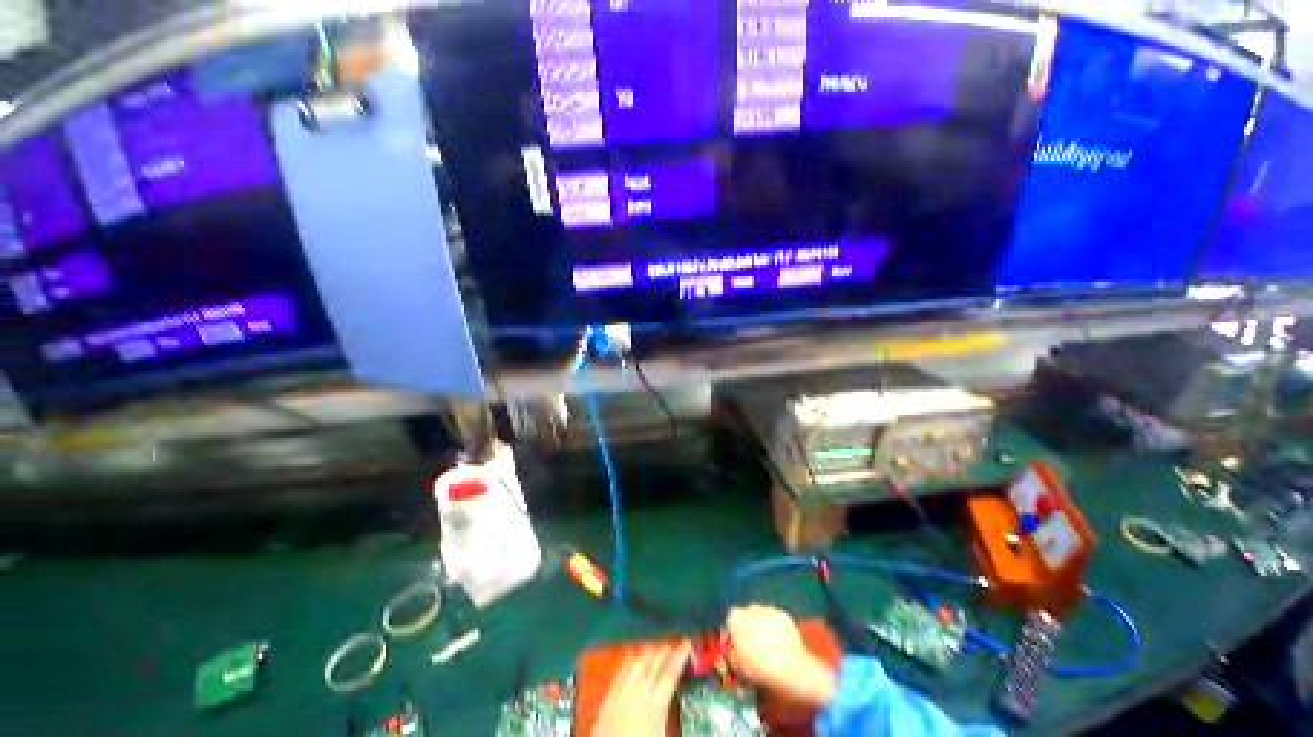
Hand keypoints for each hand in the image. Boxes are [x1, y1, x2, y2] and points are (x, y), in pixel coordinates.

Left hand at [595, 641, 689, 736]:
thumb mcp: (662, 736)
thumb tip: (686, 708)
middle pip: (651, 666)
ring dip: (647, 653)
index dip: (679, 657)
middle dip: (664, 650)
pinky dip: (628, 662)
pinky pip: (618, 676)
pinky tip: (632, 656)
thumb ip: (673, 721)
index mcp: (652, 712)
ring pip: (634, 666)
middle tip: (675, 640)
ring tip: (658, 645)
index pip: (669, 676)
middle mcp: (634, 700)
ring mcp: (617, 700)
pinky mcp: (604, 705)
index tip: (687, 644)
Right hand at [727, 604, 835, 707]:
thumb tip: (732, 650)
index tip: (736, 647)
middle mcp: (751, 608)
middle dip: (748, 628)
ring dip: (762, 627)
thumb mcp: (737, 666)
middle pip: (746, 616)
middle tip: (752, 648)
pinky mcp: (784, 615)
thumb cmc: (759, 668)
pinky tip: (780, 645)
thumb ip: (731, 653)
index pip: (730, 621)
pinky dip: (776, 629)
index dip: (733, 635)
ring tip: (767, 648)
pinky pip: (776, 621)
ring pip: (761, 617)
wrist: (791, 668)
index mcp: (736, 618)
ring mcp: (769, 609)